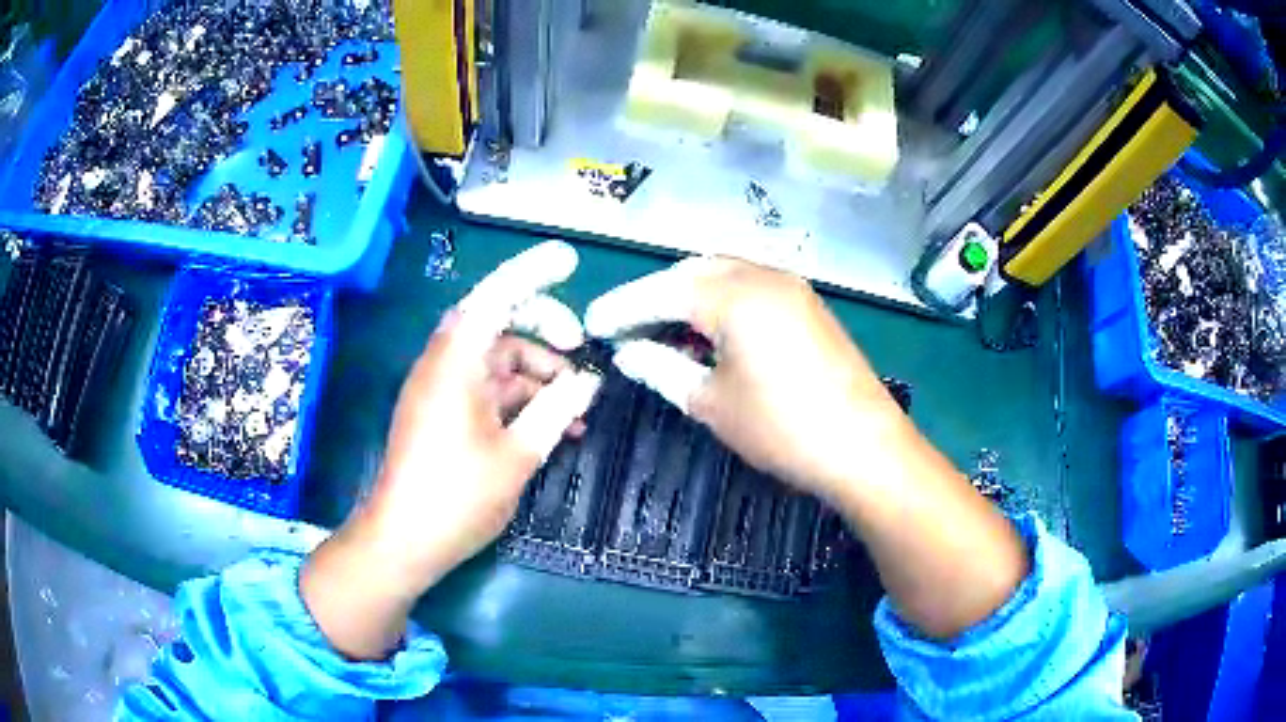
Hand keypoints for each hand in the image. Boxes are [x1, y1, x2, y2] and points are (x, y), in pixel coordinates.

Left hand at [303, 242, 601, 658]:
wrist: (403, 541)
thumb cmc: (457, 497)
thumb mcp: (517, 455)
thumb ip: (555, 410)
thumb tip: (587, 382)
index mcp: (455, 364)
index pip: (495, 297)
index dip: (532, 272)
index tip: (568, 259)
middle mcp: (443, 366)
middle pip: (496, 323)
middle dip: (543, 329)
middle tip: (581, 347)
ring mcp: (441, 390)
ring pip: (497, 361)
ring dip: (537, 374)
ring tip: (578, 406)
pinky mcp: (442, 414)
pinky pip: (487, 389)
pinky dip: (520, 398)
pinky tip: (554, 424)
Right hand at [584, 257, 905, 502]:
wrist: (865, 447)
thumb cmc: (782, 429)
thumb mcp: (711, 403)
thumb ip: (663, 368)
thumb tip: (629, 353)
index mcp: (733, 294)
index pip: (661, 290)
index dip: (623, 307)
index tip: (593, 325)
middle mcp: (762, 275)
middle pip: (693, 272)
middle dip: (656, 296)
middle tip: (627, 328)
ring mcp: (791, 287)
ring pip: (724, 275)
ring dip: (689, 297)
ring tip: (662, 331)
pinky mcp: (808, 305)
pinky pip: (751, 289)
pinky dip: (721, 303)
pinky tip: (710, 335)